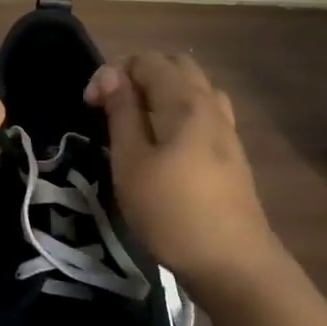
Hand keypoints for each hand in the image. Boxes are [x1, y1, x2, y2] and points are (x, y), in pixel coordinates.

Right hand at [84, 52, 274, 287]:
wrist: (235, 266)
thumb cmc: (173, 212)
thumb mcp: (131, 162)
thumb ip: (122, 112)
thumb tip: (112, 75)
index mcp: (185, 101)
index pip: (146, 60)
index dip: (113, 72)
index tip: (91, 105)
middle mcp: (210, 104)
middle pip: (174, 65)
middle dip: (138, 74)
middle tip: (112, 105)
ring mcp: (226, 129)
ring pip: (193, 86)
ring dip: (162, 90)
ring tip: (138, 119)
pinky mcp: (232, 153)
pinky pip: (204, 110)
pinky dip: (179, 109)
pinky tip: (166, 140)